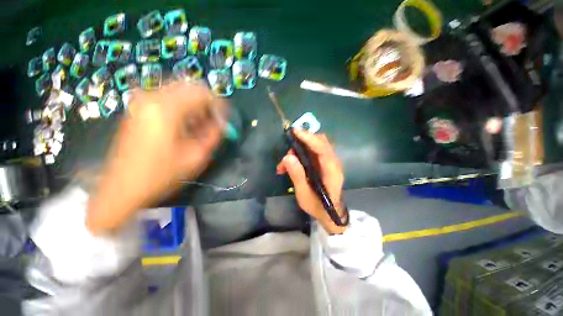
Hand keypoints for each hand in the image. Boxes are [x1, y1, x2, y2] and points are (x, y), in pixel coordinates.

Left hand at [87, 82, 226, 233]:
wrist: (122, 187)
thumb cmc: (161, 174)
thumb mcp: (195, 157)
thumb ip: (213, 135)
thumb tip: (223, 122)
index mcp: (167, 109)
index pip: (202, 93)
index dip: (218, 104)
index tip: (225, 118)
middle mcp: (152, 97)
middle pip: (189, 87)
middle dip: (206, 103)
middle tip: (213, 121)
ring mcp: (142, 101)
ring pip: (179, 90)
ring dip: (194, 104)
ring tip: (200, 124)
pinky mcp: (138, 108)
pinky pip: (167, 97)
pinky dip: (182, 106)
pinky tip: (184, 124)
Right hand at [276, 131, 346, 233]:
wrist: (330, 213)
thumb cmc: (318, 206)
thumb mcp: (304, 194)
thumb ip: (297, 175)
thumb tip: (287, 157)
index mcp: (331, 171)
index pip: (322, 148)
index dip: (309, 138)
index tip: (295, 132)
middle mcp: (333, 162)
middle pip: (321, 142)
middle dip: (303, 141)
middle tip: (288, 151)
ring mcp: (329, 162)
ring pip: (316, 145)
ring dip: (299, 149)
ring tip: (285, 163)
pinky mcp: (324, 163)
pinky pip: (313, 152)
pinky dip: (300, 154)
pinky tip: (290, 165)